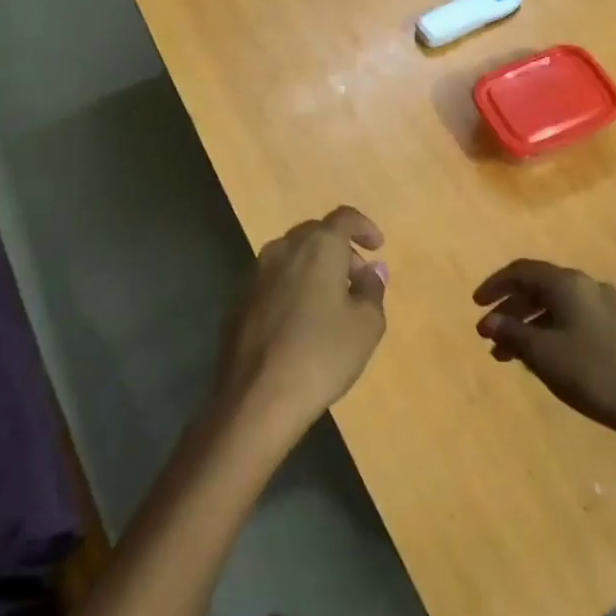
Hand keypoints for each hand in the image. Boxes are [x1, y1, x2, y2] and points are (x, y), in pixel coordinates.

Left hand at [218, 206, 386, 437]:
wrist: (256, 398)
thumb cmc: (322, 354)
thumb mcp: (367, 324)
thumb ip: (373, 289)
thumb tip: (371, 270)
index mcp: (318, 246)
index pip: (344, 218)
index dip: (364, 227)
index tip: (377, 246)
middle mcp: (283, 250)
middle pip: (315, 234)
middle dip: (340, 250)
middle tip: (358, 279)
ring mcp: (255, 275)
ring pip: (291, 257)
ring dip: (314, 268)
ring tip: (331, 302)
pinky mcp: (238, 301)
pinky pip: (273, 281)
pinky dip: (292, 288)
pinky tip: (301, 321)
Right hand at [473, 260, 615, 434]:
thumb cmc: (591, 372)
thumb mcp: (542, 353)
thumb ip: (511, 332)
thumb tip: (487, 321)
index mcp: (568, 284)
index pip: (522, 271)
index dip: (495, 285)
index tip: (476, 305)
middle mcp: (587, 285)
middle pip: (539, 287)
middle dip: (510, 309)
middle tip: (488, 335)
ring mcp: (605, 306)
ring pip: (555, 306)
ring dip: (528, 325)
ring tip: (507, 356)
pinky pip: (571, 318)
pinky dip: (549, 331)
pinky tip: (540, 358)